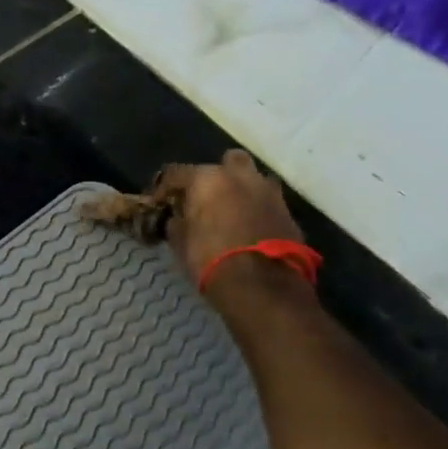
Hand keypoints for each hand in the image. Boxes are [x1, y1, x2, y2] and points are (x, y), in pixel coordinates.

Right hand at [151, 151, 303, 303]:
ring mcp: (268, 192)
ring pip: (252, 179)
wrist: (262, 287)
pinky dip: (257, 210)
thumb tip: (177, 218)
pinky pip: (267, 202)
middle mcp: (240, 176)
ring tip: (231, 212)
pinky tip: (249, 228)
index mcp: (207, 179)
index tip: (159, 202)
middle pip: (226, 162)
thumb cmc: (210, 260)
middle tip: (205, 198)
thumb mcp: (180, 242)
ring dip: (242, 190)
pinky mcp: (288, 212)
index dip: (164, 187)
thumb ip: (177, 222)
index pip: (176, 172)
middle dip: (216, 176)